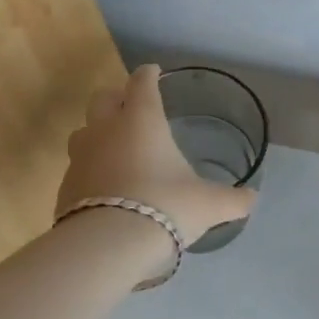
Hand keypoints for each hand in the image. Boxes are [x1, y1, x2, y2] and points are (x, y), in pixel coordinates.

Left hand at [55, 65, 256, 246]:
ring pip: (83, 131)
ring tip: (116, 148)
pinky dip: (91, 170)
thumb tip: (252, 198)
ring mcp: (79, 157)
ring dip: (98, 133)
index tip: (154, 72)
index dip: (148, 75)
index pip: (141, 83)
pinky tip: (106, 187)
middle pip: (102, 98)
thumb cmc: (166, 207)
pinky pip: (78, 167)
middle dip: (117, 98)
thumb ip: (232, 199)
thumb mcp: (209, 204)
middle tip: (133, 107)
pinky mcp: (65, 187)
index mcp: (141, 120)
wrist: (108, 246)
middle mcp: (106, 130)